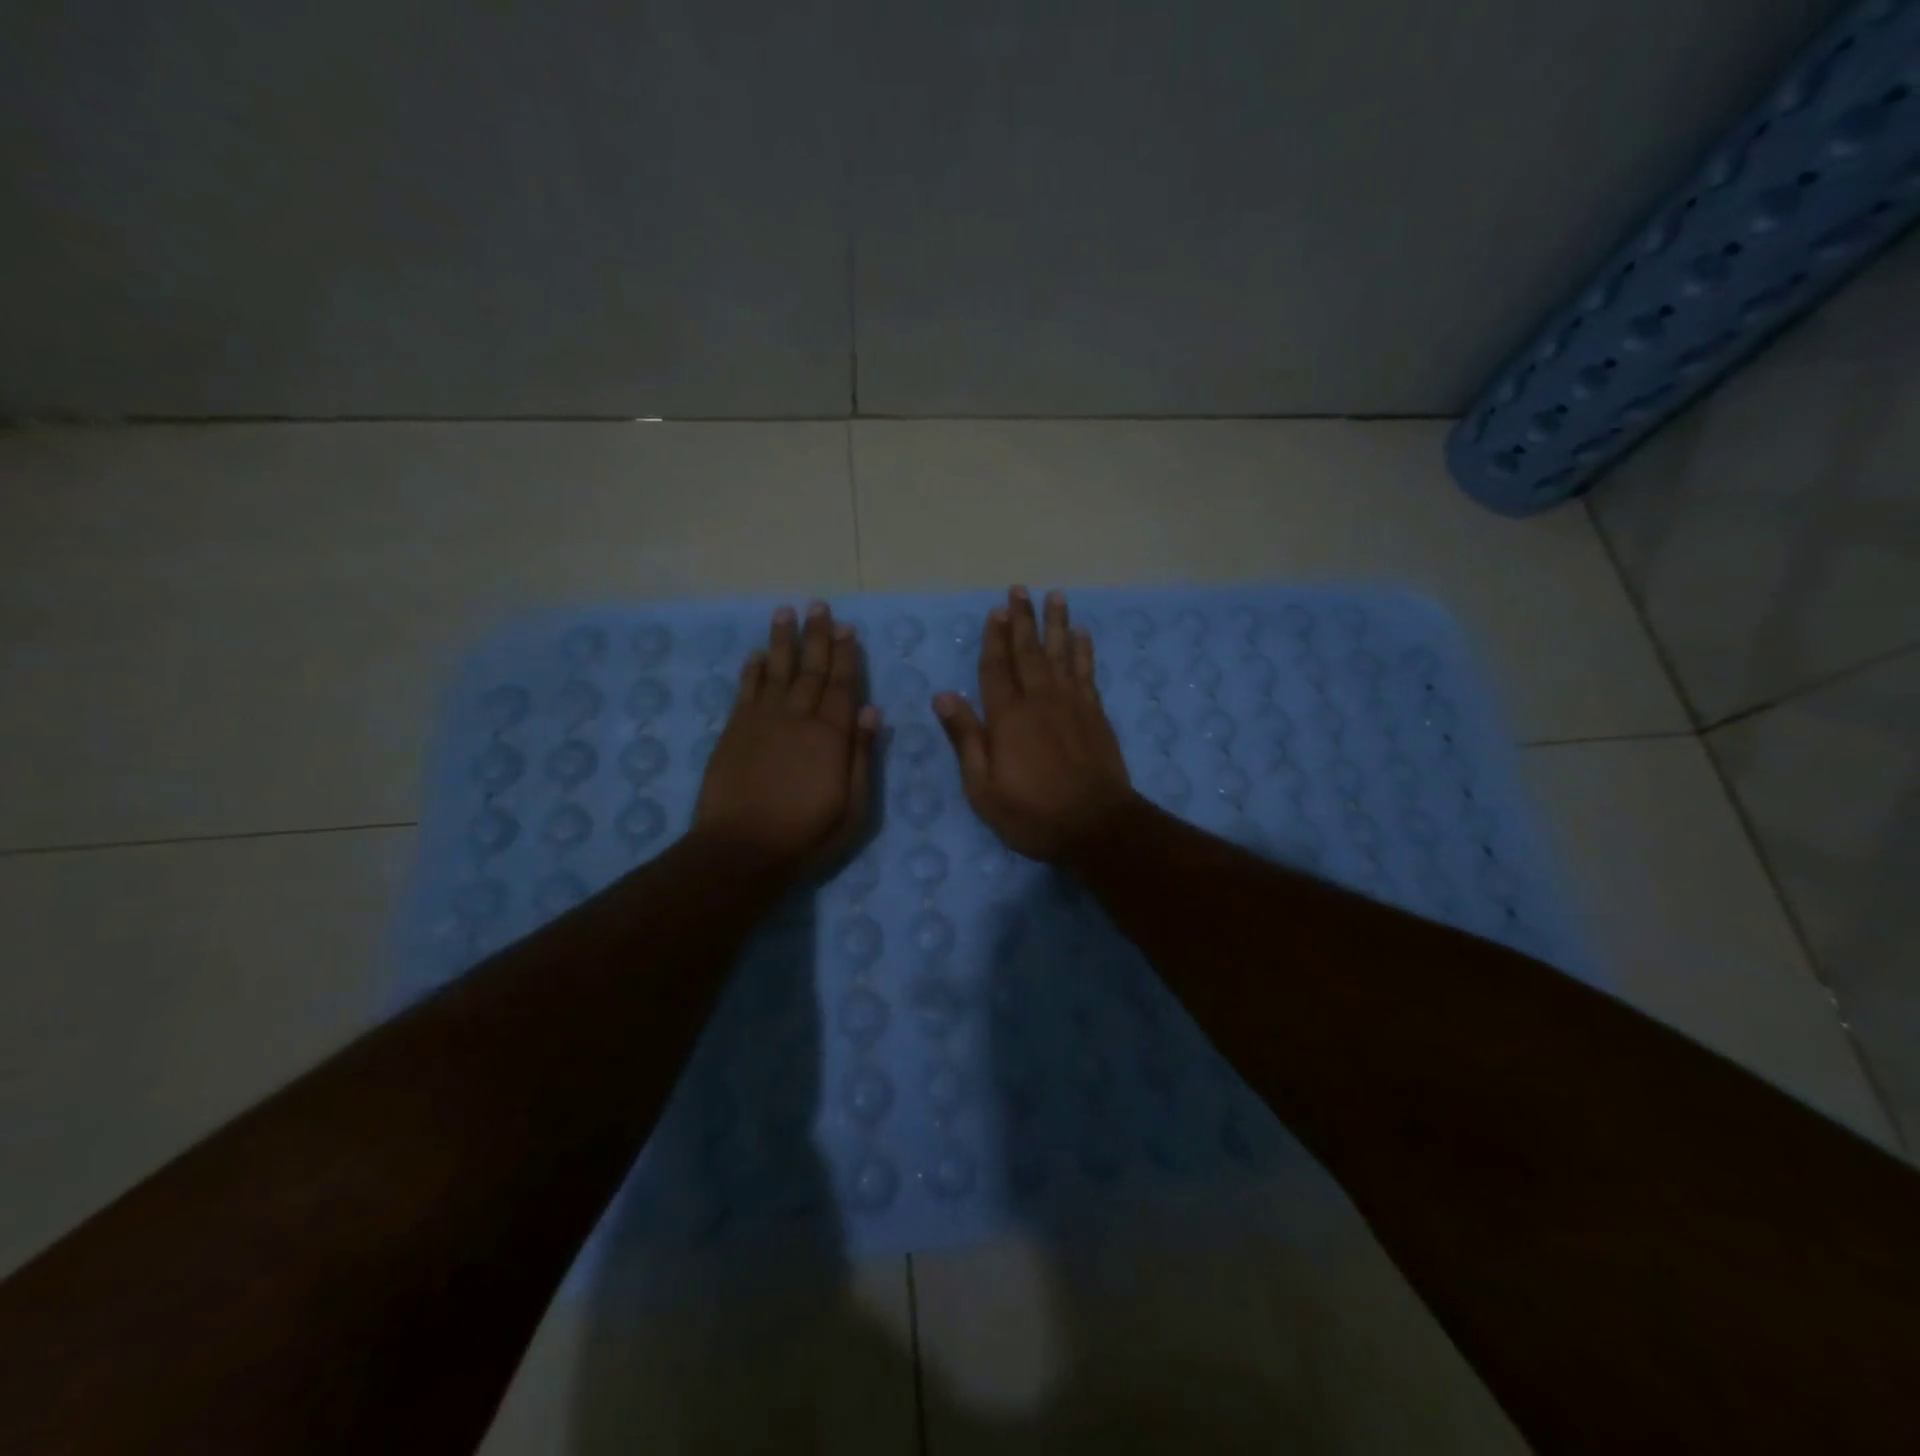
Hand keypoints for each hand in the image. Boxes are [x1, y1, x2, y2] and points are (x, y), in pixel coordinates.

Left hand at [693, 601, 878, 876]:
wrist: (741, 849)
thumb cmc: (806, 834)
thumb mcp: (854, 807)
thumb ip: (862, 756)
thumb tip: (872, 710)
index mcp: (831, 736)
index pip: (842, 686)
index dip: (846, 655)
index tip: (848, 628)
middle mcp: (797, 718)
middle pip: (811, 670)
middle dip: (817, 637)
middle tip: (819, 606)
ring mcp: (762, 721)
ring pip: (775, 670)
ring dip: (782, 641)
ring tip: (786, 612)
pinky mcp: (734, 731)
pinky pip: (745, 690)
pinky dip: (751, 670)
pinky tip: (756, 654)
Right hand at [934, 586, 1137, 860]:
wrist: (1096, 825)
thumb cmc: (1032, 812)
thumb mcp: (983, 786)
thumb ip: (966, 738)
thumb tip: (943, 696)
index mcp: (1007, 717)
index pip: (996, 668)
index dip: (994, 638)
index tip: (996, 610)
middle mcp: (1039, 700)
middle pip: (1029, 651)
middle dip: (1023, 619)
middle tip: (1020, 589)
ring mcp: (1072, 705)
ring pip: (1062, 654)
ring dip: (1057, 624)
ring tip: (1056, 597)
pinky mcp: (1095, 715)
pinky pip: (1087, 673)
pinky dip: (1084, 652)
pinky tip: (1083, 636)